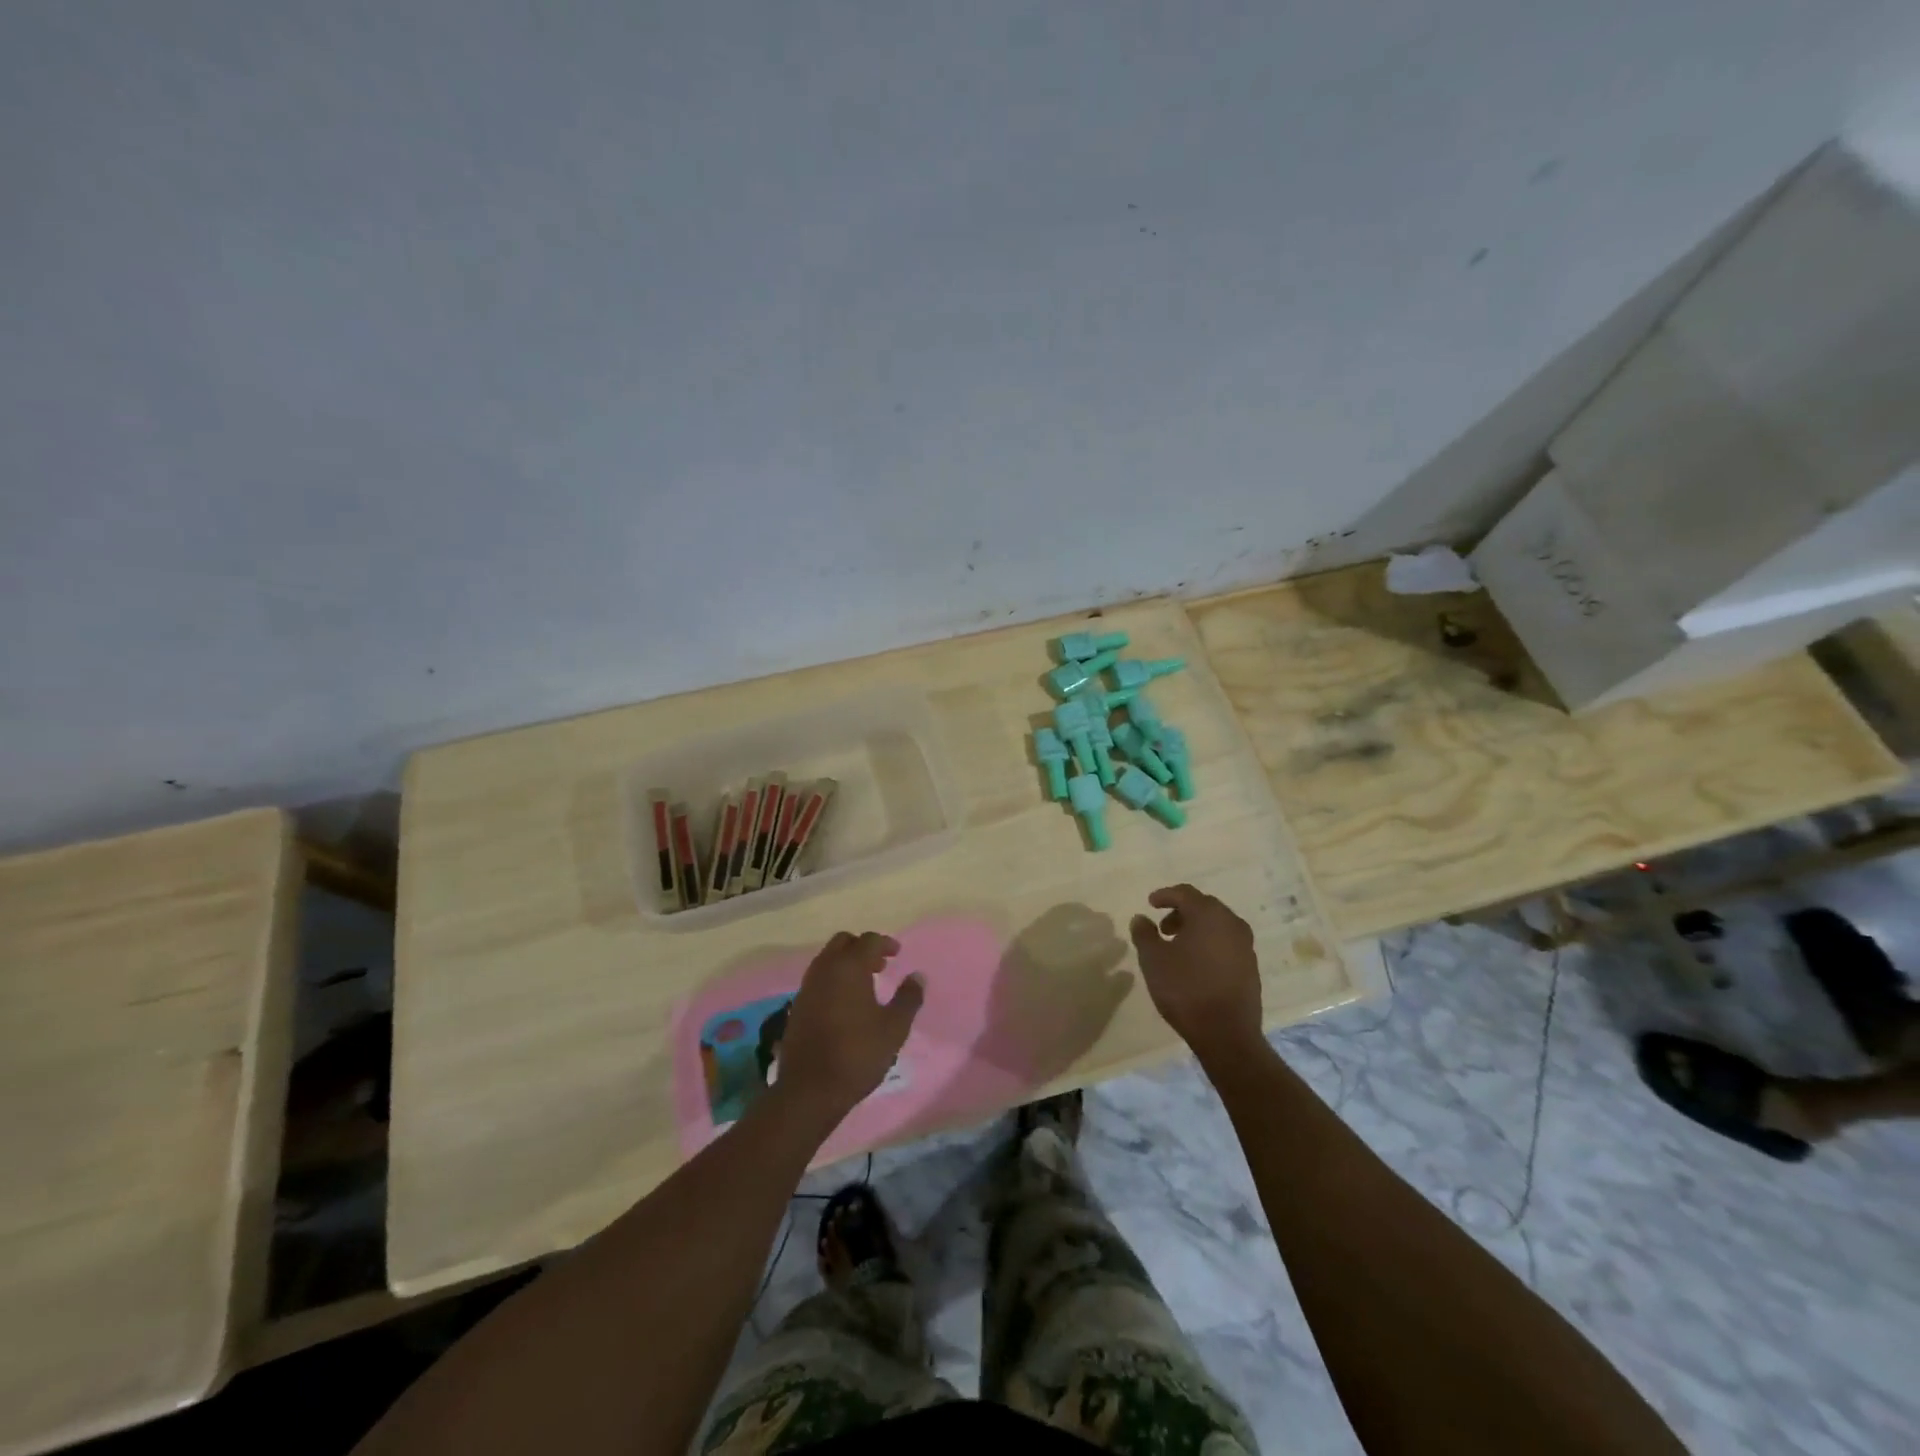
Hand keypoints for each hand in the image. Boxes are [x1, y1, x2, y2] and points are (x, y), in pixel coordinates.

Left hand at [775, 931, 923, 1127]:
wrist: (810, 1089)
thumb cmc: (857, 1054)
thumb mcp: (894, 1028)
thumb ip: (908, 998)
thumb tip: (917, 976)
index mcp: (849, 968)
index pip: (868, 941)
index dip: (885, 943)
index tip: (897, 953)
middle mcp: (825, 970)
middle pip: (842, 942)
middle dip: (862, 948)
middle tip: (880, 965)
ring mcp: (807, 987)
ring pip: (827, 959)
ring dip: (846, 963)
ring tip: (865, 984)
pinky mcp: (797, 1006)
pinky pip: (818, 979)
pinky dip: (833, 979)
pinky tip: (845, 1003)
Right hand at [1129, 885, 1263, 1062]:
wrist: (1227, 1034)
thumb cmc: (1185, 989)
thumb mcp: (1153, 960)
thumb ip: (1144, 934)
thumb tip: (1141, 918)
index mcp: (1208, 914)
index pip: (1185, 893)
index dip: (1165, 895)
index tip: (1150, 903)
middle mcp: (1231, 923)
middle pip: (1203, 906)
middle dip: (1181, 912)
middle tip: (1162, 928)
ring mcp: (1245, 945)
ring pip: (1217, 925)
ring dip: (1195, 929)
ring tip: (1176, 947)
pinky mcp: (1251, 966)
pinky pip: (1226, 943)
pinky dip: (1209, 944)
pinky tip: (1196, 964)